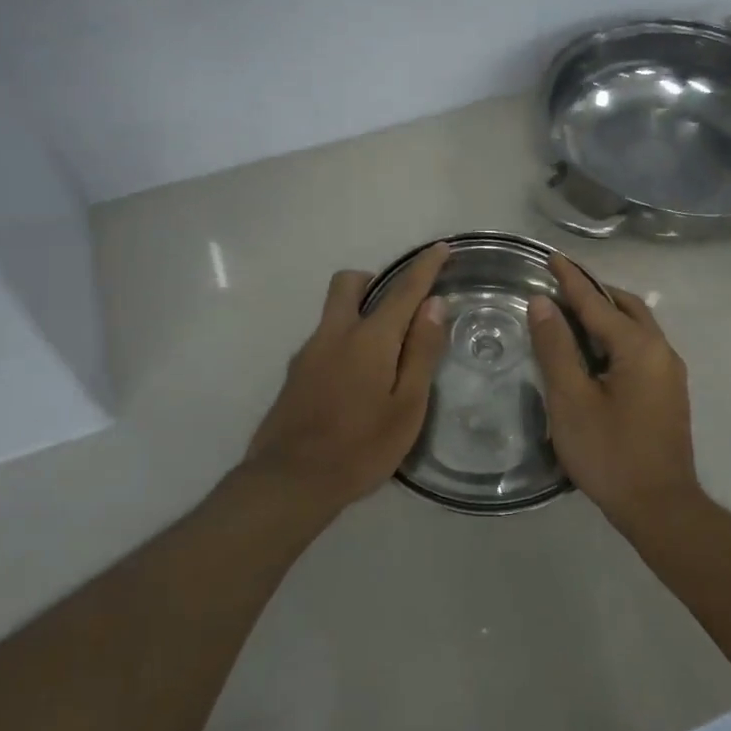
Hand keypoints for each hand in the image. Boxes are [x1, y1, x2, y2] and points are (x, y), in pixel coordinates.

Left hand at [241, 243, 449, 516]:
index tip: (440, 249)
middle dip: (375, 281)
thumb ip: (420, 352)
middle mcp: (334, 334)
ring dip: (359, 314)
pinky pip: (324, 340)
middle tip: (398, 309)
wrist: (290, 481)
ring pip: (333, 312)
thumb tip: (433, 305)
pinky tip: (355, 383)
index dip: (425, 267)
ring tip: (383, 358)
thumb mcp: (407, 406)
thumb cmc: (361, 447)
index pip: (403, 290)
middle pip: (349, 284)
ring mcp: (308, 352)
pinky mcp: (294, 374)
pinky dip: (344, 342)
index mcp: (368, 338)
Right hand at [528, 256, 702, 529]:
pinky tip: (594, 351)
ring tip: (572, 313)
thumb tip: (543, 303)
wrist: (660, 508)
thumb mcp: (571, 399)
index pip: (597, 302)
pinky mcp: (668, 392)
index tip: (550, 257)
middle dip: (593, 292)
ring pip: (636, 327)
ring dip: (606, 314)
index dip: (570, 280)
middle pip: (625, 307)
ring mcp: (669, 372)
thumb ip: (556, 347)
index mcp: (639, 347)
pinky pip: (640, 347)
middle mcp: (661, 351)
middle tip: (560, 286)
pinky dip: (615, 337)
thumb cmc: (610, 453)